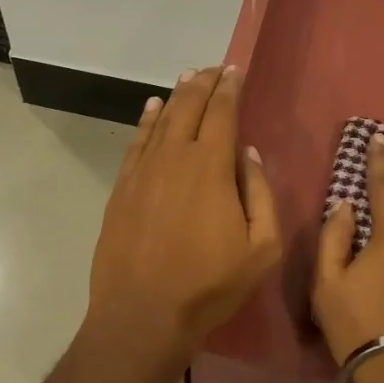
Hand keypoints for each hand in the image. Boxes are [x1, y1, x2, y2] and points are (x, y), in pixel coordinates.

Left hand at [89, 65, 280, 360]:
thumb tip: (250, 154)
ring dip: (177, 95)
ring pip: (162, 119)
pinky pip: (137, 141)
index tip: (234, 70)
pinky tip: (153, 108)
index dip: (229, 88)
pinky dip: (147, 120)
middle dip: (203, 83)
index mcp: (211, 166)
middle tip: (213, 69)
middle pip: (189, 107)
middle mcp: (175, 156)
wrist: (142, 314)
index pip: (222, 112)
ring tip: (188, 78)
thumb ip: (261, 194)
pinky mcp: (122, 187)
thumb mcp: (260, 248)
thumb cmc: (209, 285)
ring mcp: (143, 170)